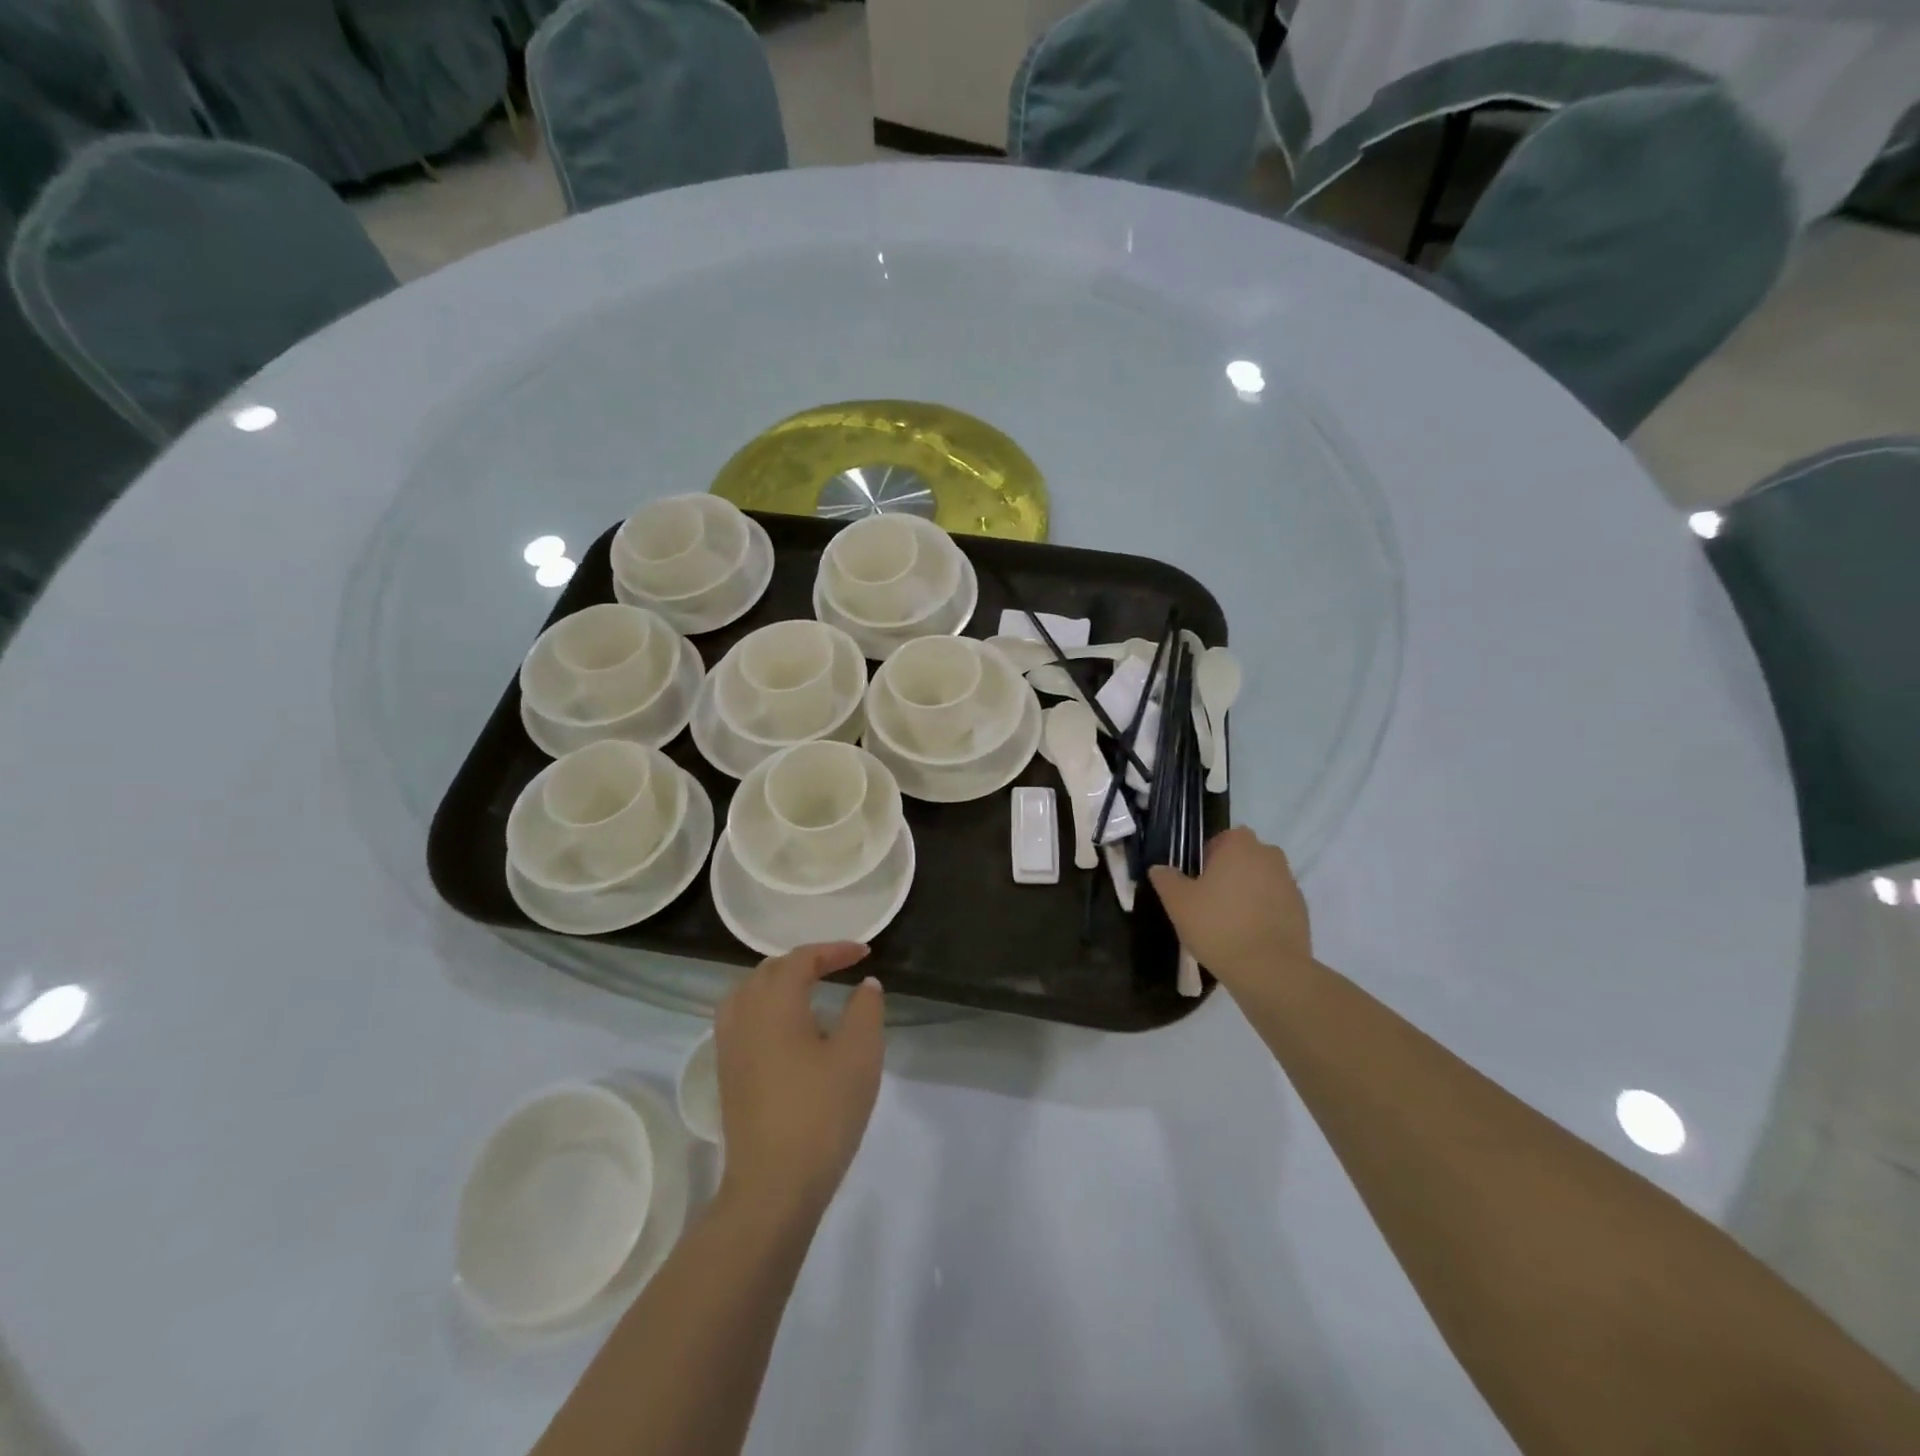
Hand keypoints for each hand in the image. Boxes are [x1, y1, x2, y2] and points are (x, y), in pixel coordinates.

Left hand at [714, 943, 884, 1220]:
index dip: (834, 950)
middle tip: (839, 967)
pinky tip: (791, 1033)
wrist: (773, 1186)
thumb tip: (865, 984)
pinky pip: (744, 1020)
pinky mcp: (727, 1073)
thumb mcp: (859, 1055)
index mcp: (774, 1002)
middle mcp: (744, 1014)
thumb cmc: (821, 1112)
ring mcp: (729, 1046)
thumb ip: (865, 1010)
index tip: (864, 953)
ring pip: (751, 994)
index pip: (802, 959)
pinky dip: (767, 1009)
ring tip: (812, 992)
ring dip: (781, 984)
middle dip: (806, 962)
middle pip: (770, 971)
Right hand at [1147, 827, 1311, 986]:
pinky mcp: (1301, 911)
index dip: (1206, 858)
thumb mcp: (1178, 902)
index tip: (1196, 882)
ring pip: (1260, 881)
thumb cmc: (1217, 926)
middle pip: (1243, 859)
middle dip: (1228, 874)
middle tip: (1209, 902)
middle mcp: (1269, 856)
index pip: (1221, 839)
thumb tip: (1159, 868)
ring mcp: (1289, 883)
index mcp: (1240, 845)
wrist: (1269, 970)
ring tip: (1228, 923)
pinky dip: (1263, 913)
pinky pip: (1275, 904)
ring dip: (1247, 893)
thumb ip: (1166, 879)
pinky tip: (1248, 937)